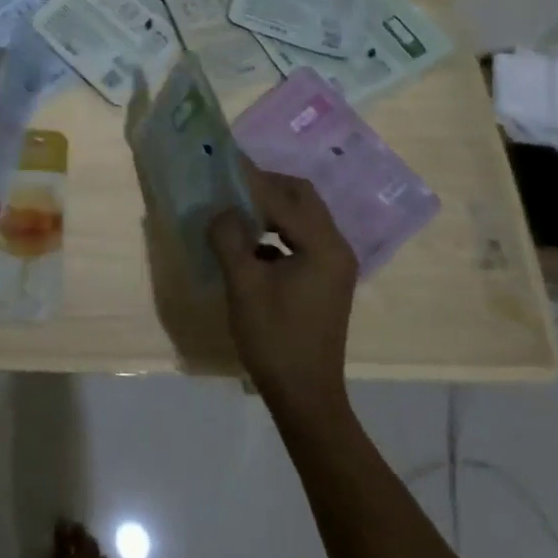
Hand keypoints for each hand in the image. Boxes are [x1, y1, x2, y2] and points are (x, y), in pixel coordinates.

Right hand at [207, 157, 358, 414]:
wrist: (305, 396)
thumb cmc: (275, 339)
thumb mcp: (243, 285)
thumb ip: (229, 239)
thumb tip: (221, 211)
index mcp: (323, 246)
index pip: (283, 198)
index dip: (250, 180)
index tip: (223, 161)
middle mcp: (337, 247)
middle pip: (303, 197)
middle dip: (266, 186)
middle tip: (231, 183)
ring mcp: (334, 264)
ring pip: (303, 216)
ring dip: (271, 207)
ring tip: (235, 208)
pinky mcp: (326, 278)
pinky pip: (301, 237)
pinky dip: (276, 229)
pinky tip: (249, 242)